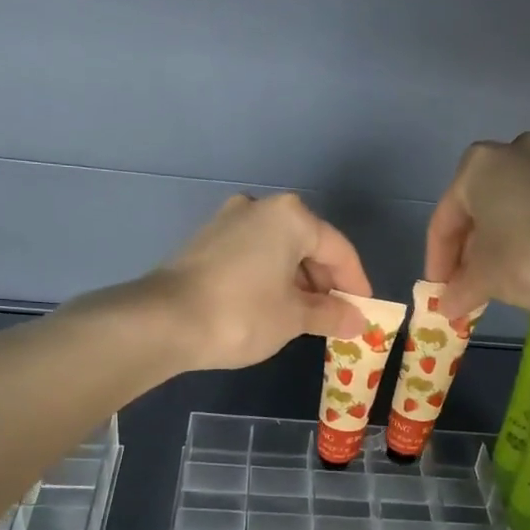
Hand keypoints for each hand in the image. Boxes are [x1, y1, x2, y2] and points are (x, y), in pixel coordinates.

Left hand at [152, 193, 370, 370]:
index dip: (356, 283)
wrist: (164, 322)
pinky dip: (270, 277)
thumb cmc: (243, 314)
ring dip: (297, 281)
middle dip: (325, 282)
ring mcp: (228, 221)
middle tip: (335, 316)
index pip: (338, 250)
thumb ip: (330, 313)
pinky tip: (272, 306)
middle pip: (308, 245)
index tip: (364, 310)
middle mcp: (260, 208)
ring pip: (279, 250)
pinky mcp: (206, 240)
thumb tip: (357, 319)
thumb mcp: (294, 317)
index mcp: (290, 217)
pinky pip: (253, 255)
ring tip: (305, 317)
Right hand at [425, 131, 529, 318]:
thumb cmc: (528, 258)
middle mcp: (514, 150)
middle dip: (475, 240)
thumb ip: (461, 290)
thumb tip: (448, 306)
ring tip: (512, 247)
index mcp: (476, 168)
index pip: (445, 221)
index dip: (439, 260)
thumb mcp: (484, 280)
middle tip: (474, 278)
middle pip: (483, 201)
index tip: (442, 291)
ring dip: (513, 210)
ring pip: (524, 182)